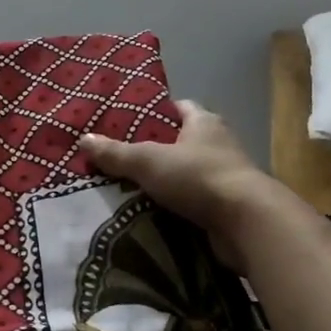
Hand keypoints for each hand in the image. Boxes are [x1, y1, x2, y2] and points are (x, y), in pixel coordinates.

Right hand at [80, 101, 275, 273]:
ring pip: (188, 173)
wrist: (247, 223)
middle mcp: (219, 145)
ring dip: (166, 181)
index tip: (130, 121)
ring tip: (130, 188)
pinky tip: (152, 213)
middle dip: (156, 149)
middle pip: (182, 141)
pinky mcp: (227, 207)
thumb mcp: (148, 160)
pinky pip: (194, 201)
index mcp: (204, 122)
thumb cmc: (198, 177)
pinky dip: (176, 206)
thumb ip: (116, 153)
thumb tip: (84, 139)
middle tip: (121, 158)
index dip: (156, 112)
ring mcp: (226, 177)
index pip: (179, 107)